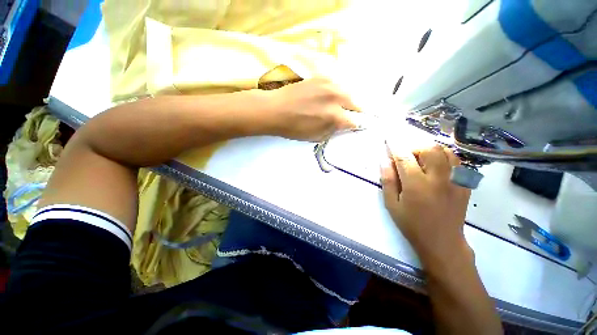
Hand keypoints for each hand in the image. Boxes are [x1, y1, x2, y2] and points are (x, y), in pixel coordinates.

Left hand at [263, 78, 360, 141]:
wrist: (275, 109)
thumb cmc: (294, 128)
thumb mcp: (316, 136)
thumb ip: (333, 130)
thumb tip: (342, 125)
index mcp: (335, 116)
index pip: (356, 121)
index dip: (356, 125)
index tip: (355, 127)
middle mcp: (336, 97)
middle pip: (356, 104)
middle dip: (355, 112)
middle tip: (349, 116)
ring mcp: (329, 84)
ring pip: (347, 93)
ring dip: (347, 101)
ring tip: (341, 107)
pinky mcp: (321, 77)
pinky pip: (336, 85)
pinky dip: (337, 92)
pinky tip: (330, 97)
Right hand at [380, 143, 471, 267]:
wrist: (442, 242)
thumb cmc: (411, 224)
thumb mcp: (392, 205)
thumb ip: (388, 181)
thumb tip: (384, 161)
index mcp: (417, 185)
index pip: (404, 157)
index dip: (395, 145)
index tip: (389, 138)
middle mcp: (438, 178)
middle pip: (428, 149)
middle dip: (413, 146)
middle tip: (404, 155)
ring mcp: (455, 180)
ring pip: (445, 151)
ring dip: (429, 149)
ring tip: (419, 158)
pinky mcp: (464, 184)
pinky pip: (456, 161)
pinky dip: (444, 156)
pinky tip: (435, 164)